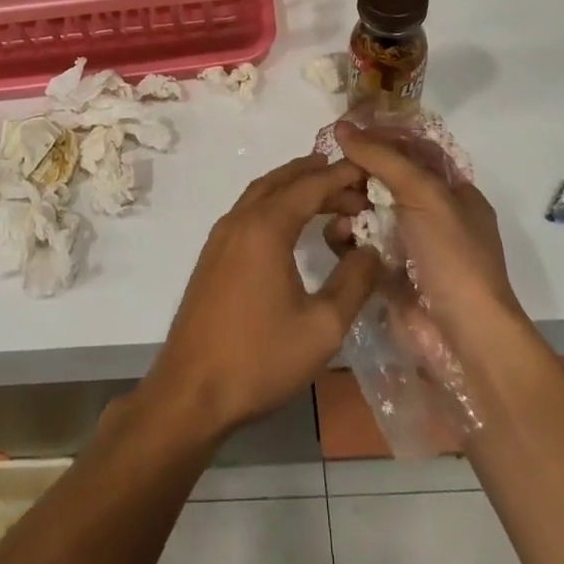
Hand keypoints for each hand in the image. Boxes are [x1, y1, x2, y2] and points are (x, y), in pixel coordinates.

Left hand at [141, 154, 381, 444]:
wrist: (191, 391)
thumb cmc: (260, 358)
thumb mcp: (322, 326)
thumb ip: (353, 282)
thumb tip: (372, 250)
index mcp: (266, 228)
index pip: (309, 185)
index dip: (341, 176)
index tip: (369, 171)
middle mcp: (240, 220)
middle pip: (281, 181)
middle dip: (317, 174)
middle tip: (352, 182)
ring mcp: (221, 236)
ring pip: (261, 193)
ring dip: (293, 186)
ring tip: (327, 193)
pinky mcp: (212, 255)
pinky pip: (248, 211)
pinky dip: (274, 203)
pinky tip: (291, 225)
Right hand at [333, 122, 525, 357]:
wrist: (462, 336)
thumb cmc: (452, 255)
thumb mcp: (424, 194)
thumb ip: (383, 158)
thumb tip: (342, 127)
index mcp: (452, 192)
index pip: (413, 151)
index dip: (382, 138)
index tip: (345, 132)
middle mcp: (430, 215)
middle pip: (384, 179)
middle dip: (358, 173)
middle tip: (332, 170)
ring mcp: (407, 245)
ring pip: (366, 210)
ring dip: (347, 204)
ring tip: (334, 206)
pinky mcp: (385, 272)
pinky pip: (357, 244)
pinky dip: (344, 237)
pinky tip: (337, 237)